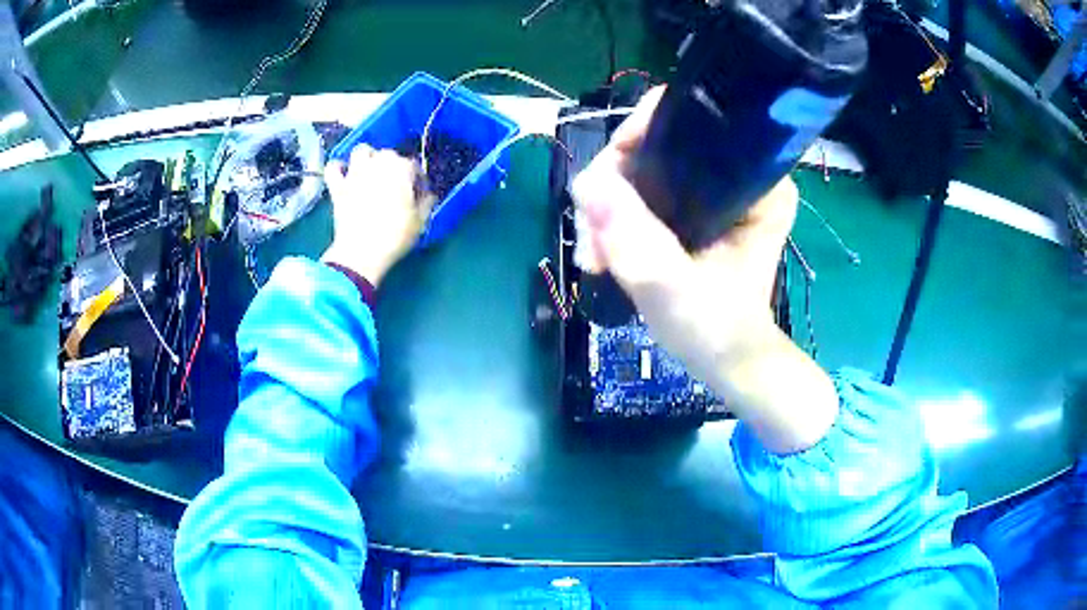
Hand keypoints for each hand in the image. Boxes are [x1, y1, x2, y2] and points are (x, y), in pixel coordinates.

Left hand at [322, 144, 435, 286]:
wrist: (362, 252)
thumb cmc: (395, 235)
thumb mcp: (420, 221)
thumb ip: (426, 202)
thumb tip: (427, 195)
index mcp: (402, 169)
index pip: (414, 166)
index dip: (417, 179)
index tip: (418, 193)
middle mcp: (379, 163)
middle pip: (389, 154)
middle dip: (393, 165)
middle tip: (395, 184)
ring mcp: (355, 173)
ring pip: (361, 151)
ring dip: (367, 157)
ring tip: (370, 171)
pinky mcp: (338, 186)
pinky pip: (333, 167)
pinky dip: (338, 168)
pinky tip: (343, 174)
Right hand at [573, 87, 795, 365]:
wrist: (725, 359)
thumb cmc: (715, 329)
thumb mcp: (675, 289)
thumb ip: (637, 239)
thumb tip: (588, 184)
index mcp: (758, 183)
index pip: (691, 123)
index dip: (638, 137)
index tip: (604, 184)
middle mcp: (740, 173)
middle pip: (658, 142)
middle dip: (614, 184)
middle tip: (594, 240)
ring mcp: (715, 187)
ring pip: (644, 166)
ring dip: (609, 204)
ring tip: (596, 255)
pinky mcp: (696, 203)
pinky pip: (644, 187)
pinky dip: (618, 214)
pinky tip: (605, 248)